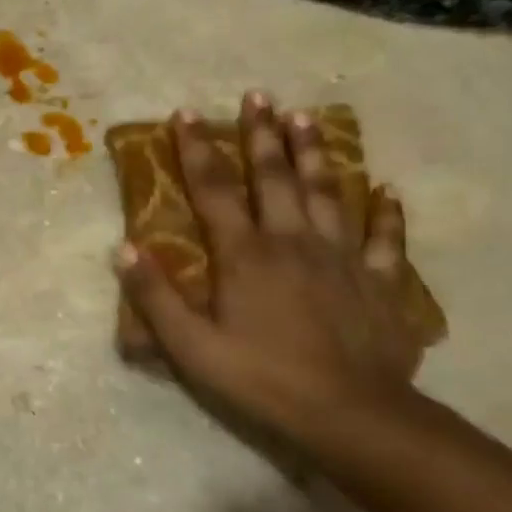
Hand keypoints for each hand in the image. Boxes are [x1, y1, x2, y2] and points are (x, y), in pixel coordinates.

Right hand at [115, 92, 423, 442]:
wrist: (352, 416)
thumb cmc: (261, 378)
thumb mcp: (190, 345)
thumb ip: (155, 296)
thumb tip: (124, 248)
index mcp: (244, 255)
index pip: (213, 189)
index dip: (197, 149)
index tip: (186, 113)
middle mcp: (292, 242)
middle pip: (274, 178)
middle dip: (261, 134)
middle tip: (257, 95)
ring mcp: (341, 259)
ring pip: (327, 193)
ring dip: (314, 153)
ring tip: (306, 117)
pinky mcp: (378, 283)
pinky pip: (384, 239)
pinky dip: (386, 212)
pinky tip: (387, 188)